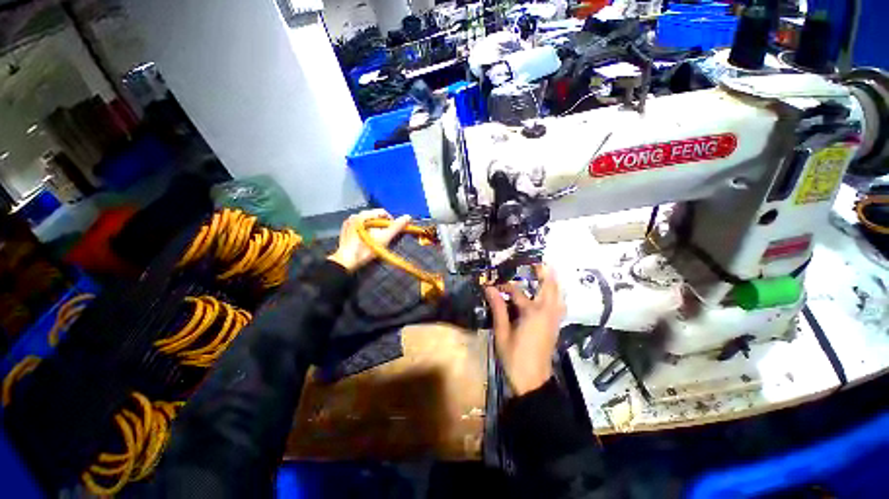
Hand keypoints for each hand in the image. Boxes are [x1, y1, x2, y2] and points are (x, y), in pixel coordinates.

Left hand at [328, 209, 410, 272]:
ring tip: (377, 239)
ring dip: (375, 228)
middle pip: (375, 217)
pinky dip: (367, 231)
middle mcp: (355, 215)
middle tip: (386, 237)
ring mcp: (349, 222)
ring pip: (368, 222)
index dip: (391, 221)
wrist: (346, 262)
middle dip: (383, 225)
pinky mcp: (345, 230)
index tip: (393, 232)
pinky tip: (368, 240)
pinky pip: (360, 226)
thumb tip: (408, 217)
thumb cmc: (366, 249)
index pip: (383, 212)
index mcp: (363, 215)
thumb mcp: (384, 238)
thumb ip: (396, 227)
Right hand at [484, 265, 565, 395]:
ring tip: (547, 272)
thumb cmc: (514, 357)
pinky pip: (560, 305)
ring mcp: (554, 320)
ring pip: (558, 295)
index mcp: (532, 313)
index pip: (517, 292)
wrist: (532, 381)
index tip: (493, 284)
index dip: (505, 286)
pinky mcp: (555, 326)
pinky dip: (557, 295)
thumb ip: (498, 308)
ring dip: (554, 282)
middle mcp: (547, 312)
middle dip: (545, 272)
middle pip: (549, 287)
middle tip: (538, 261)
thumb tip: (489, 288)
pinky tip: (551, 294)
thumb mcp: (502, 332)